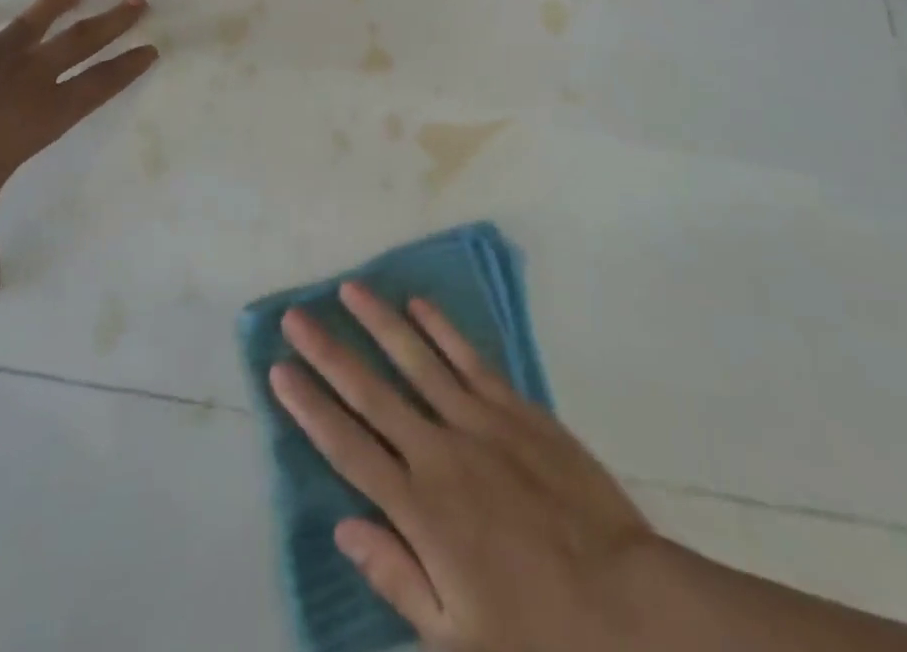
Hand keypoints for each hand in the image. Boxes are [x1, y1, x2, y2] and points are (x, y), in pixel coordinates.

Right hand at [270, 283, 654, 651]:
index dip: (309, 407)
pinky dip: (442, 329)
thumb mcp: (458, 637)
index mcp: (419, 510)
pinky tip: (418, 304)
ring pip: (416, 359)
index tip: (279, 371)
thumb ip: (397, 577)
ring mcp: (478, 422)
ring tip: (349, 290)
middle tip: (295, 316)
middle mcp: (438, 452)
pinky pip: (469, 359)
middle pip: (370, 392)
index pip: (347, 447)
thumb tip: (343, 527)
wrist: (628, 605)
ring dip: (379, 322)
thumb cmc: (537, 632)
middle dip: (328, 352)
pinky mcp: (515, 408)